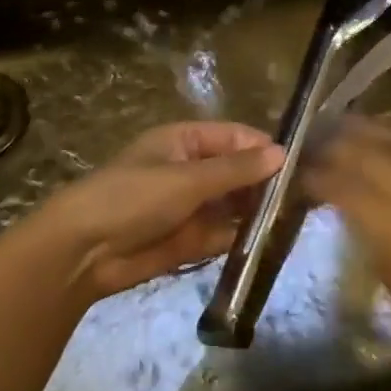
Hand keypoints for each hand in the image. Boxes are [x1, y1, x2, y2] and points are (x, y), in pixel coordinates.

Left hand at [40, 121, 284, 302]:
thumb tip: (282, 153)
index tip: (301, 164)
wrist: (83, 253)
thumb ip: (236, 169)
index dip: (265, 148)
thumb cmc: (133, 198)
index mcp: (185, 141)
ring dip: (259, 210)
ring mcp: (191, 206)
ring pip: (235, 203)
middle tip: (307, 196)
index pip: (235, 137)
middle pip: (238, 171)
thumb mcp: (187, 178)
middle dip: (267, 182)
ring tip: (297, 218)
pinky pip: (224, 233)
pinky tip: (271, 241)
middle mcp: (191, 169)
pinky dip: (244, 236)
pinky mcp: (190, 239)